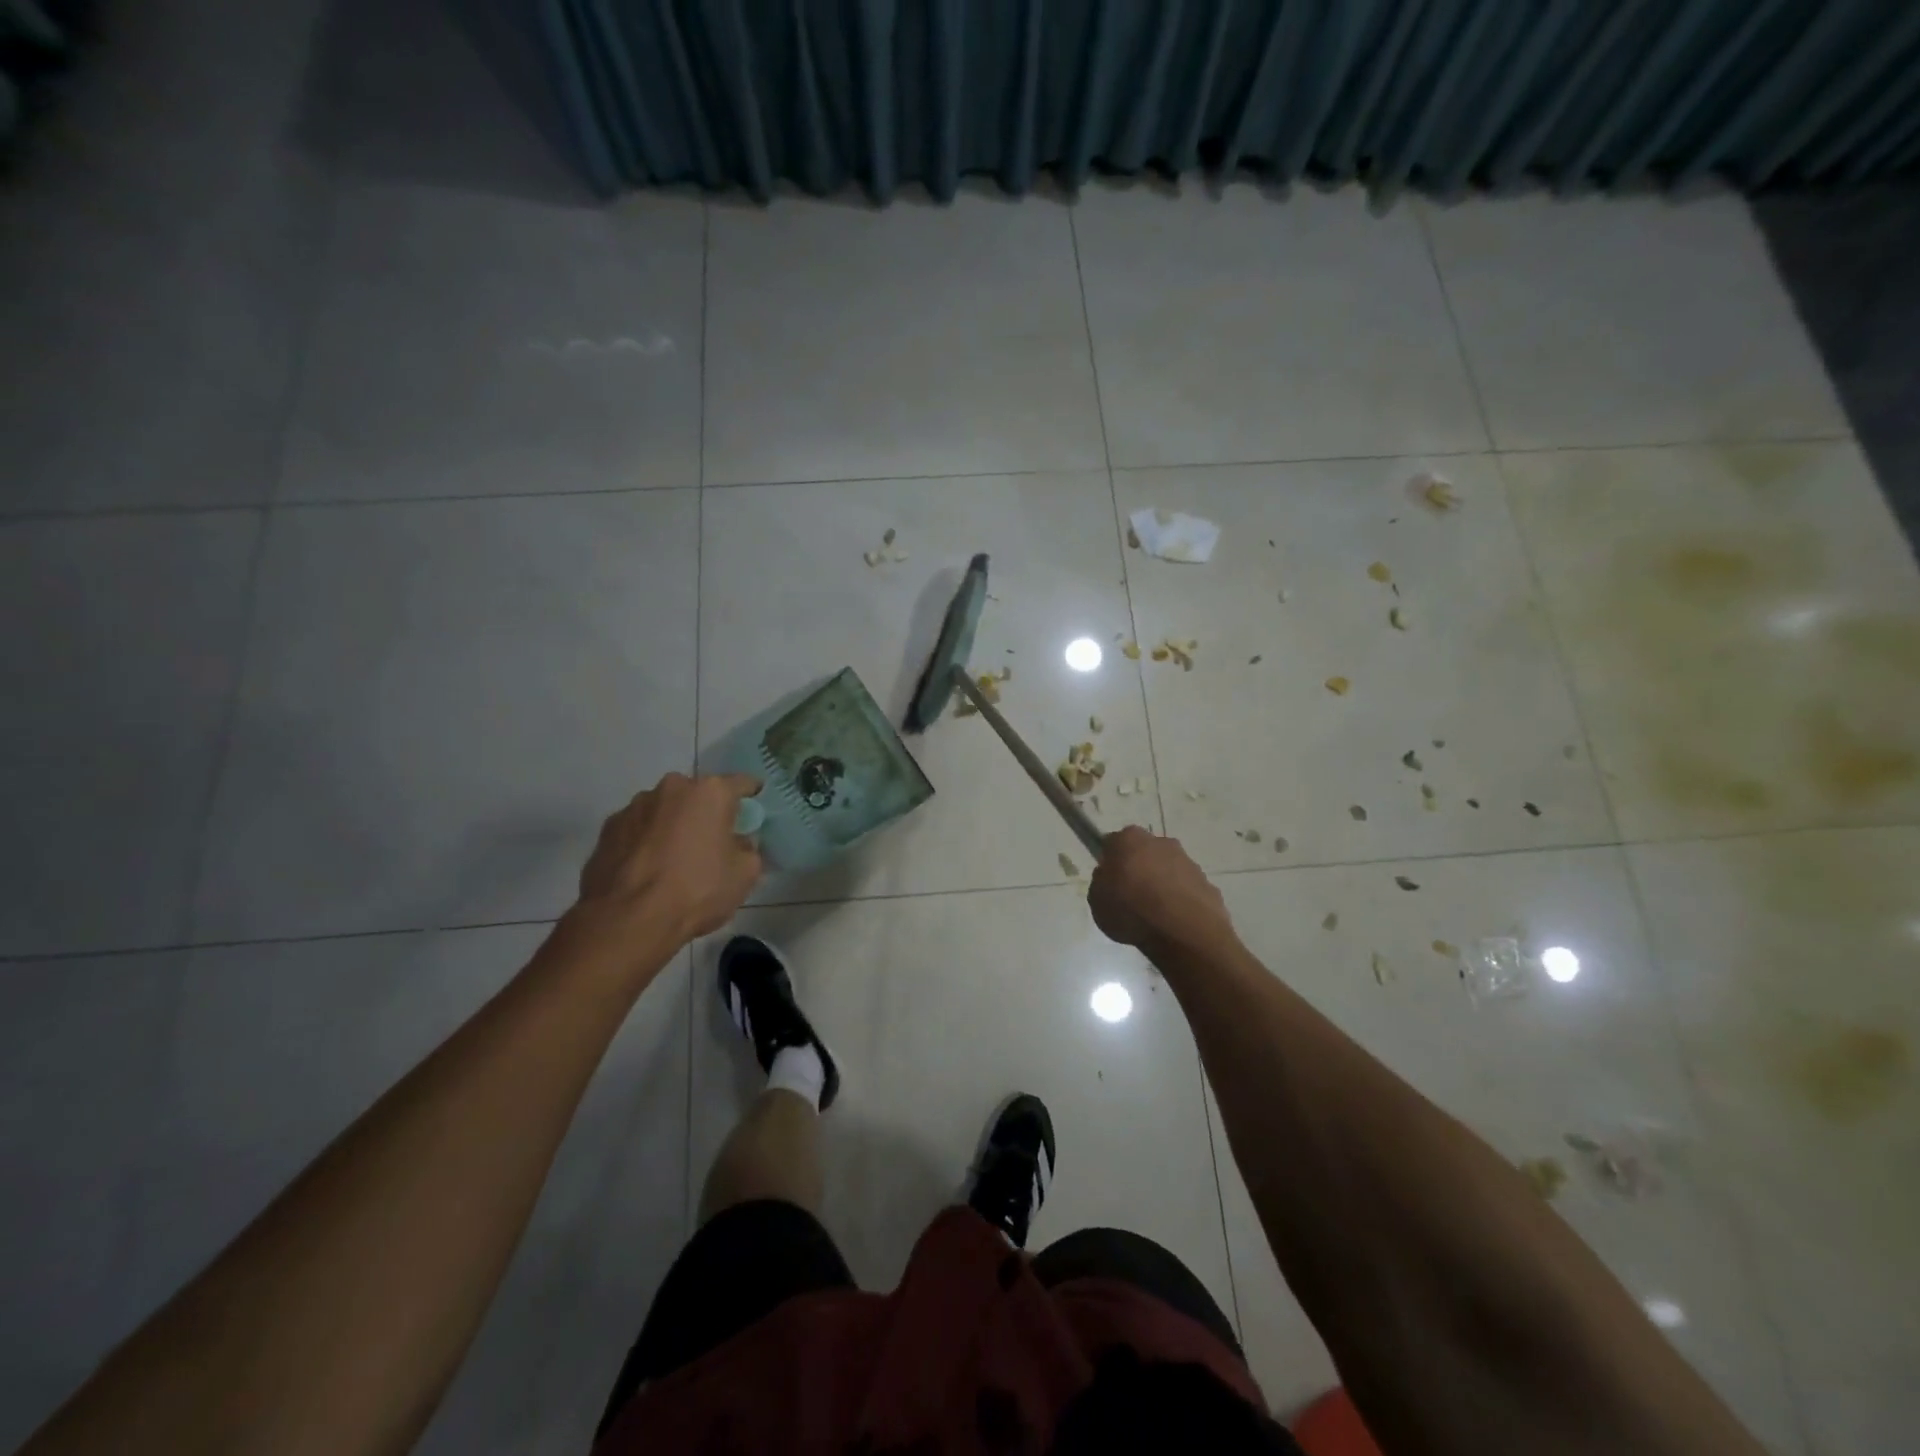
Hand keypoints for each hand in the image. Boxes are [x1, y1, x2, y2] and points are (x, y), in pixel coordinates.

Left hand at [577, 773, 762, 945]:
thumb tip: (738, 843)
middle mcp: (671, 788)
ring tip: (673, 861)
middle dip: (706, 813)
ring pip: (664, 811)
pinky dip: (645, 842)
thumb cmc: (697, 891)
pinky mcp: (607, 829)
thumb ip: (748, 848)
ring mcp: (634, 806)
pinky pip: (637, 830)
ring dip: (672, 826)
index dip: (752, 796)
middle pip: (698, 795)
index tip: (754, 811)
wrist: (628, 921)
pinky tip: (647, 871)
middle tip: (712, 842)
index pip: (742, 783)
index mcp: (710, 792)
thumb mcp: (745, 874)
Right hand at [1089, 826, 1234, 955]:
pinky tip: (1175, 923)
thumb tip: (1111, 878)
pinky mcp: (1208, 883)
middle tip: (1131, 897)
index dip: (1110, 862)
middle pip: (1144, 853)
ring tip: (1155, 916)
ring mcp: (1188, 862)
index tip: (1110, 882)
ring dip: (1162, 885)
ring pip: (1168, 870)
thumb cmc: (1132, 911)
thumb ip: (1102, 883)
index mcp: (1129, 839)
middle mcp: (1161, 842)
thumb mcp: (1097, 900)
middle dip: (1139, 869)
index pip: (1113, 843)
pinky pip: (1187, 890)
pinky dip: (1181, 901)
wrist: (1183, 933)